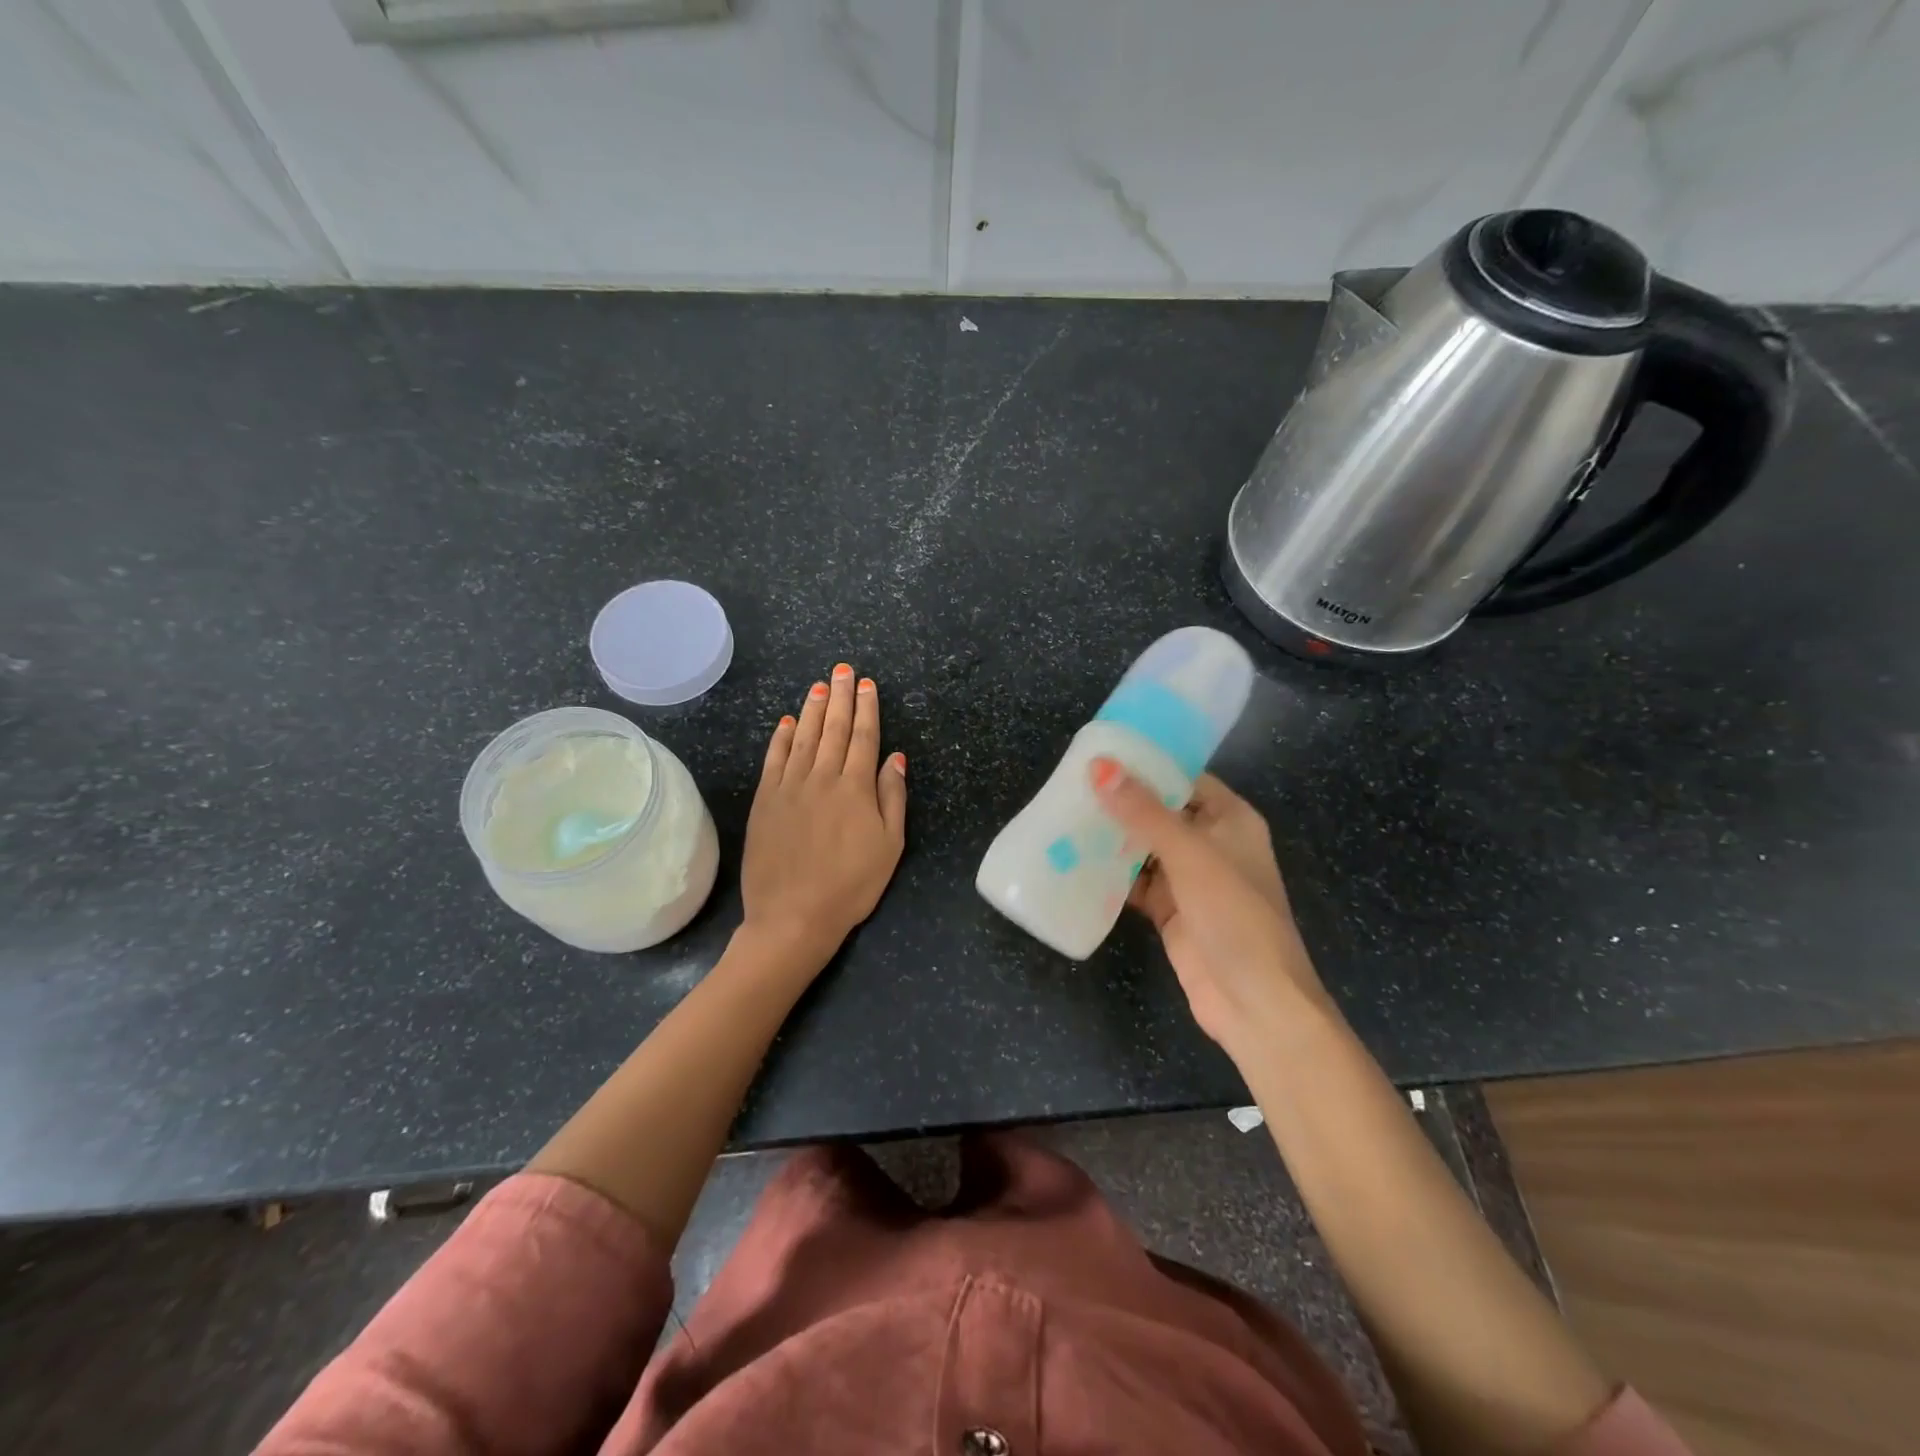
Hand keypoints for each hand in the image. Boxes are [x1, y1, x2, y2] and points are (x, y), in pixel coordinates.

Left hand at [742, 663, 906, 971]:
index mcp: (855, 788)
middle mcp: (822, 778)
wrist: (793, 915)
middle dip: (840, 697)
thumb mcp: (890, 846)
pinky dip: (781, 737)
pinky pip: (774, 759)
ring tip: (818, 685)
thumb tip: (895, 757)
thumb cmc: (851, 885)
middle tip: (843, 670)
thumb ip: (892, 797)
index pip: (864, 737)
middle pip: (834, 729)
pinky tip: (786, 722)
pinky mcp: (765, 801)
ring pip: (804, 737)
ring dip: (813, 709)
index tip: (866, 684)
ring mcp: (789, 787)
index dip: (867, 708)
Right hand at [1092, 760, 1328, 1052]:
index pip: (1184, 779)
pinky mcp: (1171, 911)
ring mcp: (1190, 880)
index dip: (1147, 765)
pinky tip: (1075, 862)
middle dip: (1121, 802)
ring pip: (1144, 848)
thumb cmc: (1234, 916)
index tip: (1101, 754)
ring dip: (1112, 838)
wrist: (1255, 1003)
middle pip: (1160, 812)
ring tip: (1064, 817)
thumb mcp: (1190, 855)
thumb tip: (1100, 767)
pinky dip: (1111, 875)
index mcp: (1229, 820)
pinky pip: (1136, 883)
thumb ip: (1143, 812)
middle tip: (1070, 785)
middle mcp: (1211, 844)